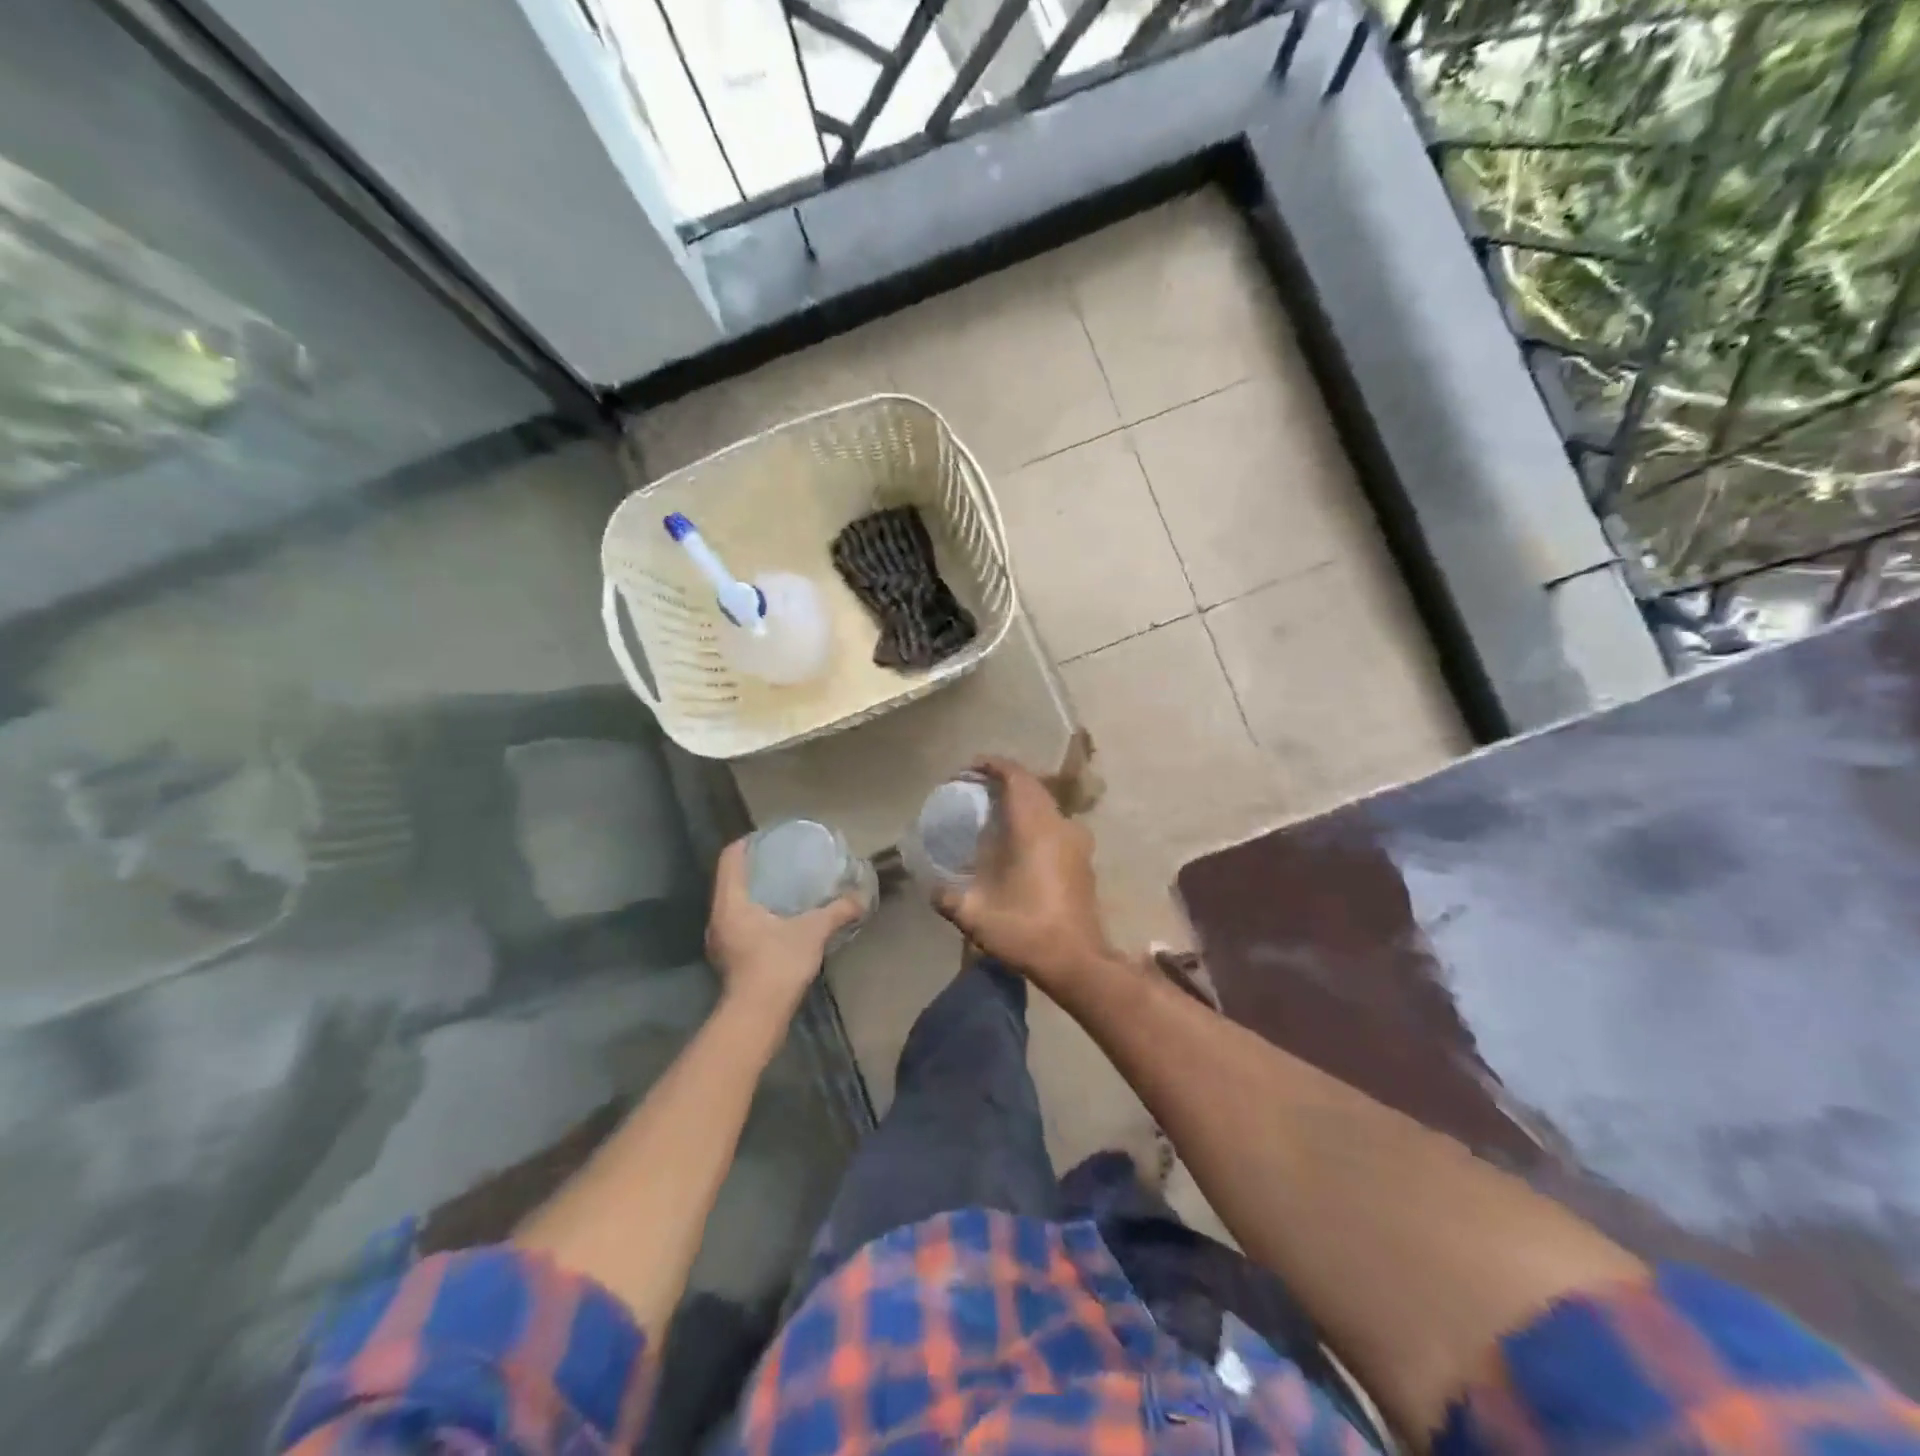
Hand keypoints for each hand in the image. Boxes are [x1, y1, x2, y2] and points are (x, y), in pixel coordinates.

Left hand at [706, 838, 862, 1019]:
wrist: (757, 1016)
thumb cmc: (777, 964)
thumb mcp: (813, 931)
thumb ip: (837, 911)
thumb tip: (861, 897)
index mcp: (730, 902)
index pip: (731, 858)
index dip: (748, 842)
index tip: (771, 837)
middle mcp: (718, 917)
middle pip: (731, 879)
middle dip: (756, 867)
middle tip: (783, 859)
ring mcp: (721, 940)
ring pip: (734, 903)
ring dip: (755, 892)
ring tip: (784, 885)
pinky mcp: (729, 958)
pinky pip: (740, 922)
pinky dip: (757, 912)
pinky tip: (781, 917)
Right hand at [934, 757, 1113, 990]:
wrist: (1078, 962)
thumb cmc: (1027, 932)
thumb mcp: (976, 917)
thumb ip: (948, 897)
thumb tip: (932, 889)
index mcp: (1035, 829)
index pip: (1016, 778)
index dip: (993, 765)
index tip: (969, 768)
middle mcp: (1059, 825)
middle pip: (1032, 786)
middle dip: (1004, 780)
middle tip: (976, 788)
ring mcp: (1076, 841)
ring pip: (1046, 804)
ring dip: (1022, 799)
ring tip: (994, 811)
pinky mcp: (1083, 859)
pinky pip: (1055, 823)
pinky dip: (1035, 819)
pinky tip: (1017, 840)